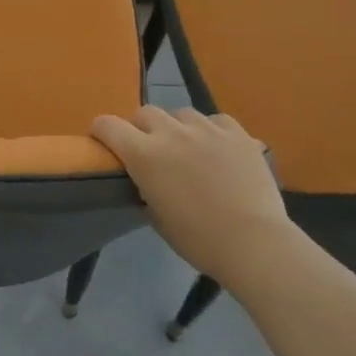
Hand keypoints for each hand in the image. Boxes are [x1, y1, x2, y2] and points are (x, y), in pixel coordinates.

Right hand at [91, 106, 294, 290]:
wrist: (253, 242)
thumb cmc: (198, 239)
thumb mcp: (157, 218)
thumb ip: (146, 189)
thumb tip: (147, 180)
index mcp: (145, 155)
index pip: (108, 125)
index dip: (101, 130)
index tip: (103, 140)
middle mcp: (172, 132)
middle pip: (145, 112)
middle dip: (141, 127)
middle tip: (150, 149)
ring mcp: (207, 129)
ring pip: (182, 113)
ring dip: (178, 127)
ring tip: (188, 148)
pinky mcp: (237, 133)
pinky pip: (217, 120)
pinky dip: (212, 131)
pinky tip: (219, 148)